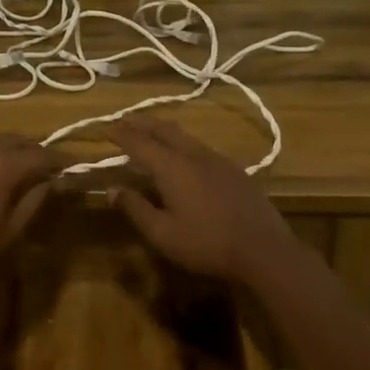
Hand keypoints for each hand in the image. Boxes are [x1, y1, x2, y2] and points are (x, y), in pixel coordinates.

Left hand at [0, 135, 61, 301]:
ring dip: (9, 153)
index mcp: (1, 166)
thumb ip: (33, 201)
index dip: (58, 160)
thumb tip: (50, 182)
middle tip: (47, 167)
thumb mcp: (10, 231)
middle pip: (14, 141)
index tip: (71, 166)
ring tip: (20, 173)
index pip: (39, 154)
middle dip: (33, 151)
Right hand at [106, 118, 316, 286]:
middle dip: (142, 123)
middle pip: (164, 130)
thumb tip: (112, 189)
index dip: (121, 134)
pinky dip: (182, 142)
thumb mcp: (163, 233)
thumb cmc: (207, 244)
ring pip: (185, 136)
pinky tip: (184, 154)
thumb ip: (136, 208)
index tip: (106, 128)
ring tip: (150, 131)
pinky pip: (200, 146)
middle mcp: (194, 155)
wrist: (263, 249)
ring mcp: (217, 160)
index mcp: (172, 167)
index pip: (140, 143)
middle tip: (125, 120)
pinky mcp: (234, 170)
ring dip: (163, 130)